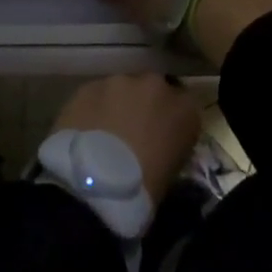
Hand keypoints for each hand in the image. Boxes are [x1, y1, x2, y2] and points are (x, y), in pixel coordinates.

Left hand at [53, 74, 201, 205]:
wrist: (97, 184)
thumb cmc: (144, 189)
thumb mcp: (172, 171)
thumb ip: (170, 145)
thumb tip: (159, 143)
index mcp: (185, 110)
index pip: (185, 107)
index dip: (170, 121)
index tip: (161, 137)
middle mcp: (157, 86)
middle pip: (152, 90)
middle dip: (143, 106)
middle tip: (131, 133)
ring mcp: (121, 82)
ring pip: (121, 89)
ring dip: (117, 105)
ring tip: (104, 133)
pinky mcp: (90, 86)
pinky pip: (95, 95)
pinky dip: (93, 109)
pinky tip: (85, 131)